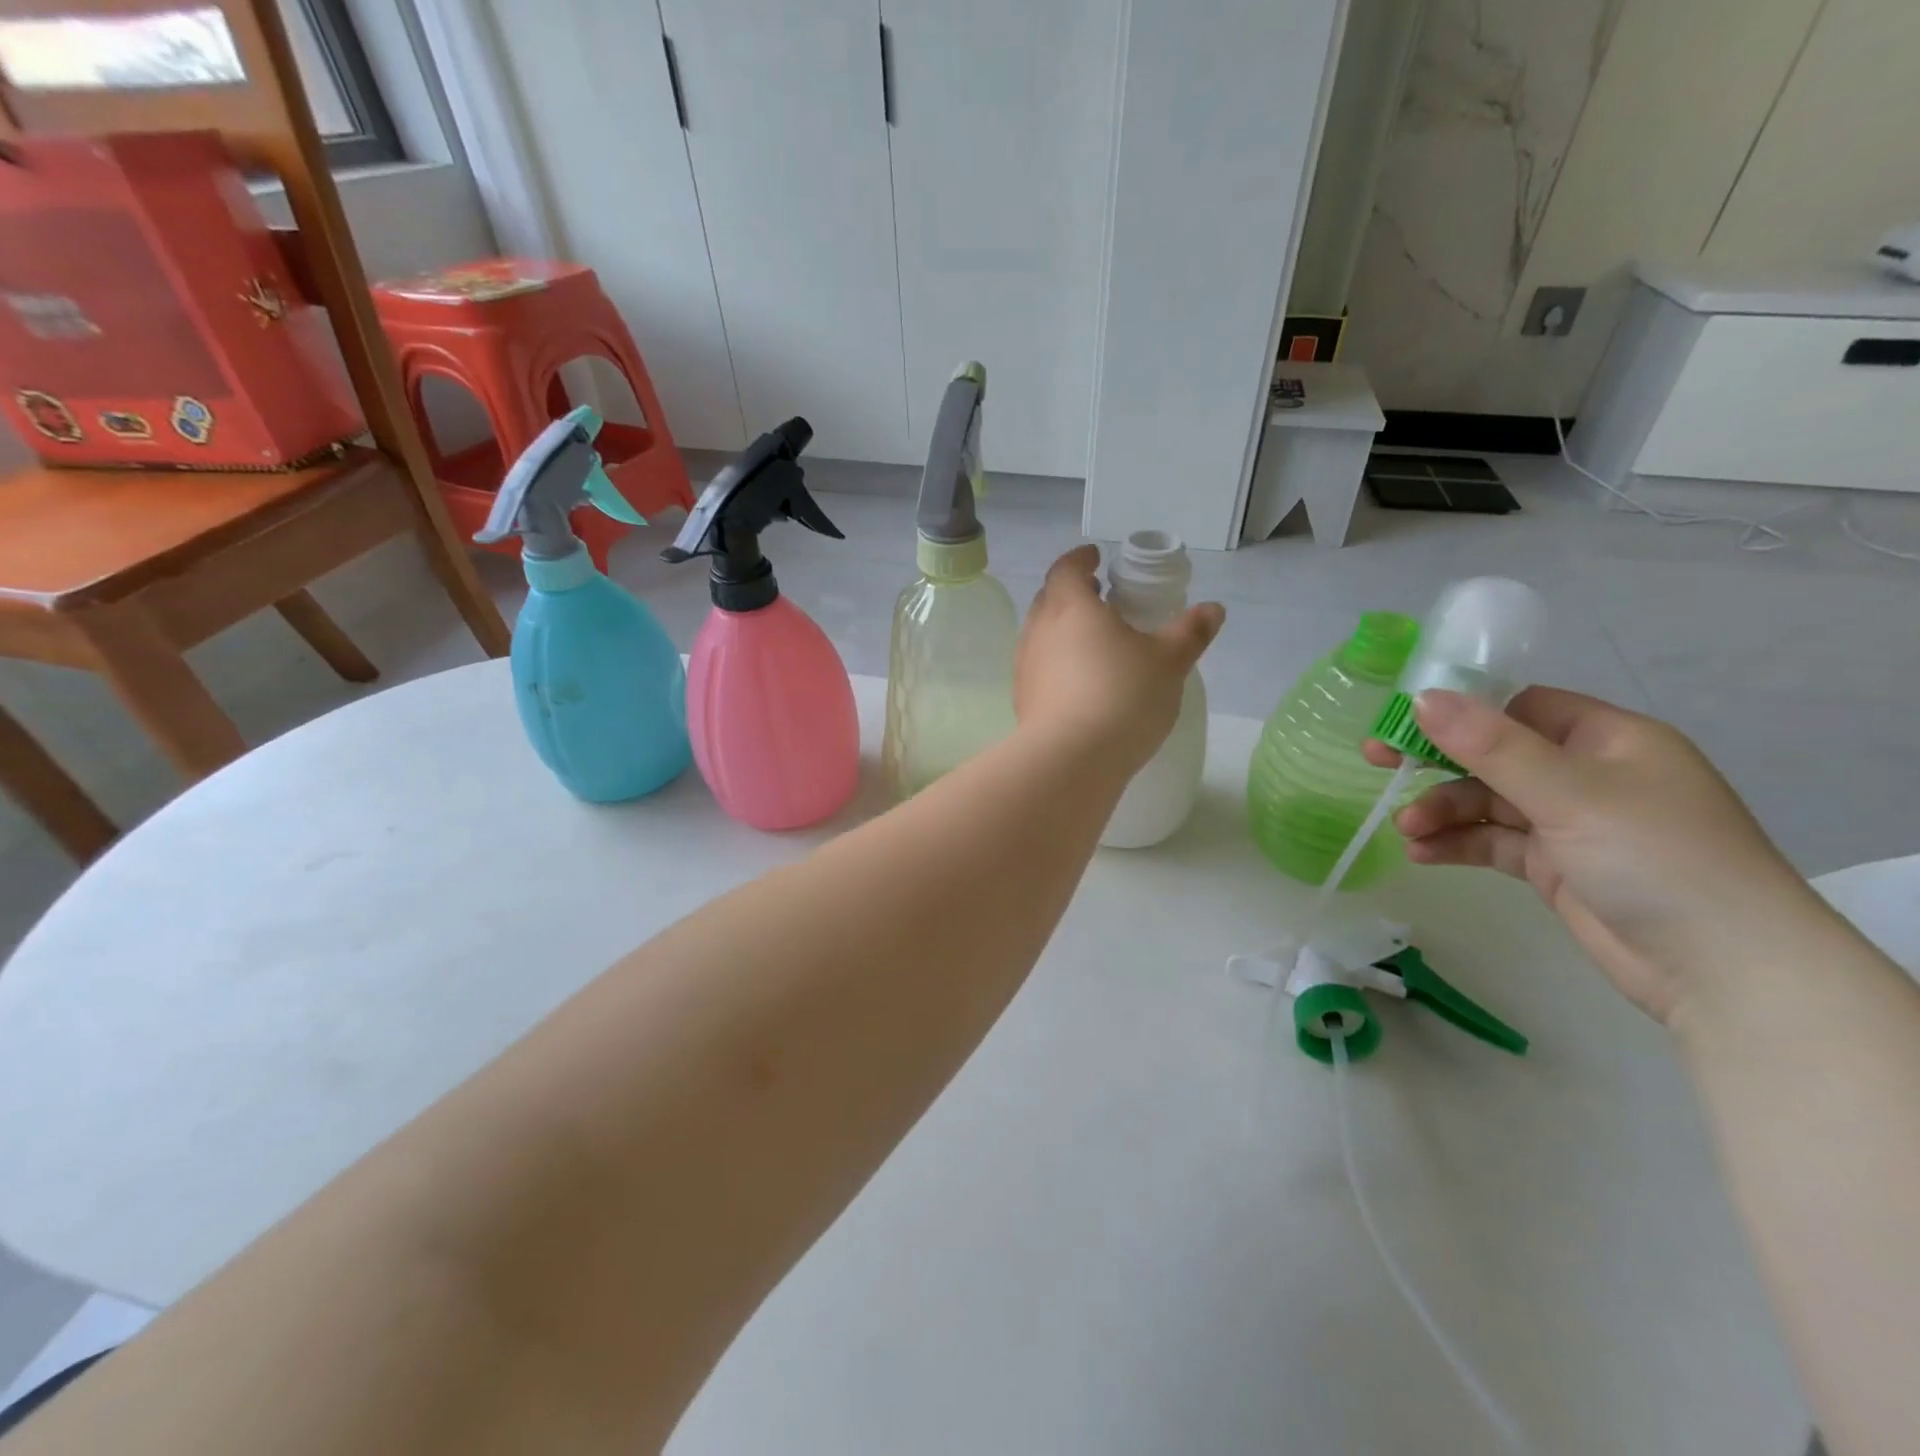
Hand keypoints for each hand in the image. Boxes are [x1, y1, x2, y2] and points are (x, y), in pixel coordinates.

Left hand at [1016, 545, 1223, 771]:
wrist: (1070, 759)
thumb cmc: (1122, 696)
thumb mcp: (1168, 662)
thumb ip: (1190, 632)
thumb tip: (1212, 609)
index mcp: (1070, 607)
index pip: (1066, 569)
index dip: (1080, 560)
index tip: (1095, 558)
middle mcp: (1039, 630)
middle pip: (1049, 599)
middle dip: (1071, 593)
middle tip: (1098, 597)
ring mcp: (1025, 666)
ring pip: (1041, 635)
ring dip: (1062, 629)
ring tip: (1093, 641)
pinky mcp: (1022, 699)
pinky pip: (1039, 668)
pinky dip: (1056, 662)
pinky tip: (1079, 682)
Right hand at [1365, 687, 1823, 1024]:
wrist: (1723, 971)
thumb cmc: (1656, 857)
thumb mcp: (1569, 793)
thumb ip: (1491, 746)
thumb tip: (1424, 698)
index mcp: (1607, 739)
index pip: (1519, 706)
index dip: (1460, 709)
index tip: (1401, 718)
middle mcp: (1588, 774)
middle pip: (1493, 754)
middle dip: (1436, 762)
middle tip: (1376, 761)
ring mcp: (1571, 823)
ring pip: (1486, 802)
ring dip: (1442, 811)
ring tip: (1408, 830)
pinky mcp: (1555, 866)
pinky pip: (1492, 842)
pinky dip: (1457, 843)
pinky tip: (1423, 853)